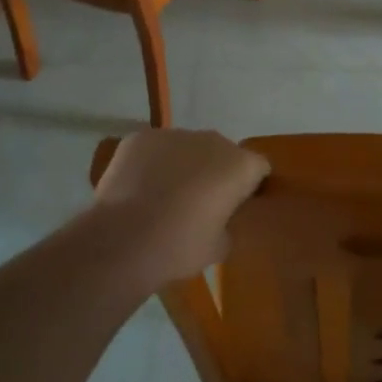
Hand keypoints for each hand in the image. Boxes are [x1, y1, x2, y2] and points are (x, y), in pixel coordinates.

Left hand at [91, 129, 269, 281]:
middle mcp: (213, 140)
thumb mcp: (220, 247)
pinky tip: (140, 188)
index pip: (259, 169)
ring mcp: (174, 135)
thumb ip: (228, 223)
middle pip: (223, 153)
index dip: (249, 188)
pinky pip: (155, 148)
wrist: (122, 240)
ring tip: (164, 196)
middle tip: (199, 203)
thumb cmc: (180, 247)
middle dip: (216, 172)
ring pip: (187, 148)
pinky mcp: (141, 137)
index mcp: (240, 165)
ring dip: (184, 165)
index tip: (235, 208)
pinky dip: (153, 163)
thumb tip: (218, 216)